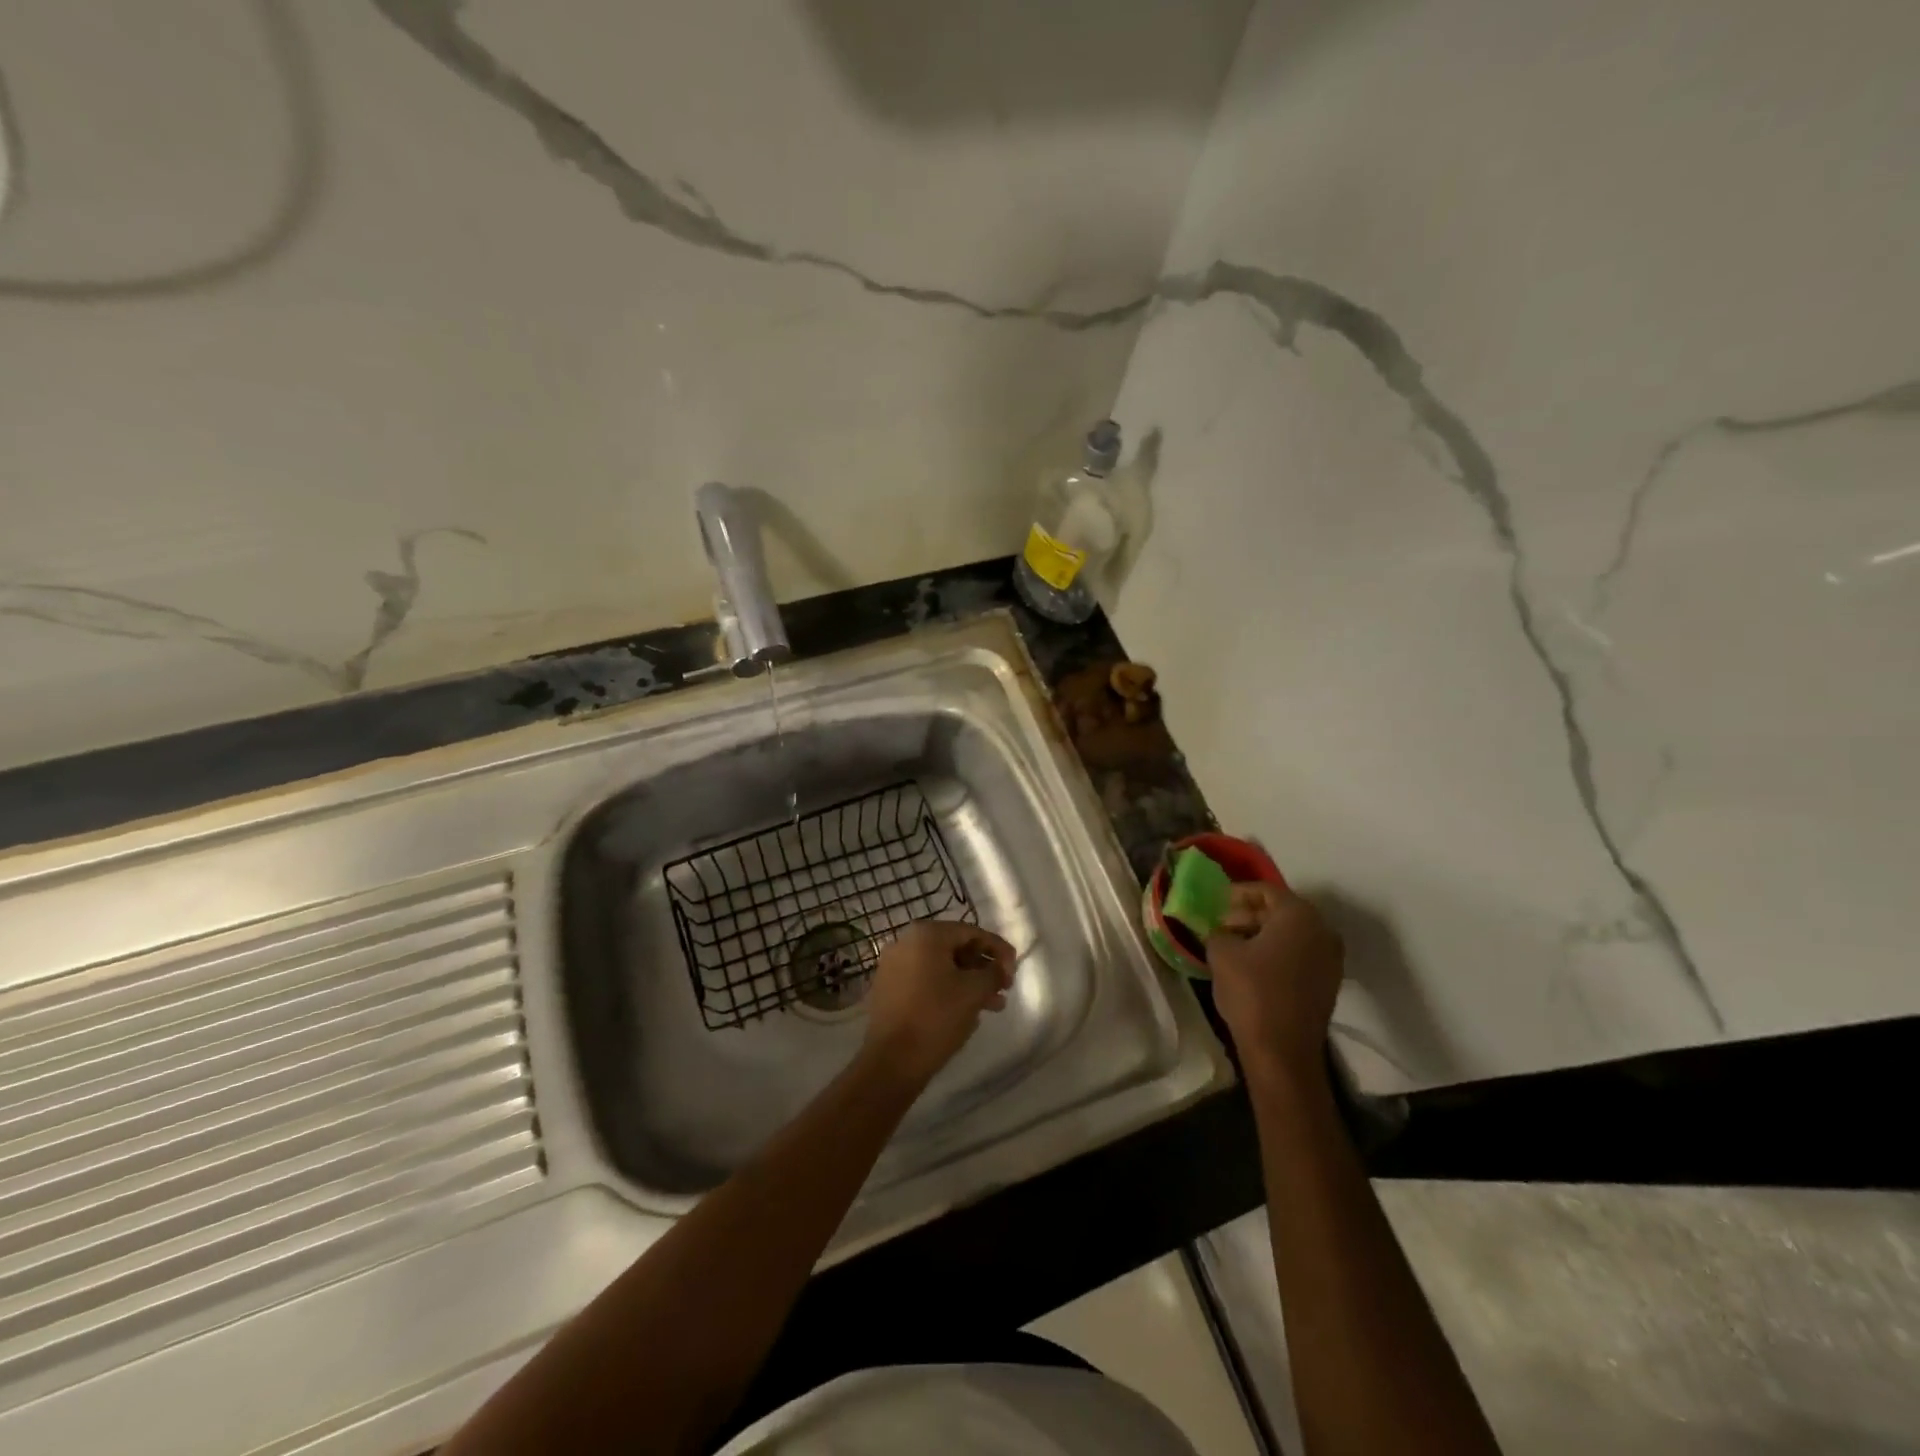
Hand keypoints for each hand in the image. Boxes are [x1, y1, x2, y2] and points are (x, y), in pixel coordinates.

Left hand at [864, 920, 1016, 1084]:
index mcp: (925, 934)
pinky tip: (966, 1011)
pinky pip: (925, 981)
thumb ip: (993, 973)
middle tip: (1004, 988)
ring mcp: (893, 965)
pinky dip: (947, 990)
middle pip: (955, 948)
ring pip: (941, 967)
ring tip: (993, 1006)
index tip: (1014, 970)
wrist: (891, 1061)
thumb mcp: (974, 992)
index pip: (971, 932)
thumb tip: (1000, 967)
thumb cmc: (936, 1017)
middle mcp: (905, 942)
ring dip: (969, 982)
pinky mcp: (888, 988)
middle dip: (983, 968)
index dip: (998, 950)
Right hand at [1204, 883, 1342, 1082]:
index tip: (1214, 901)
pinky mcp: (1328, 983)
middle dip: (1249, 914)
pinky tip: (1251, 964)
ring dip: (1262, 934)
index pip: (1265, 890)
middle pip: (1281, 911)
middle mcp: (1322, 931)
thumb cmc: (1251, 991)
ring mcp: (1330, 959)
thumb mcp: (1221, 952)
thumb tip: (1220, 931)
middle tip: (1220, 923)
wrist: (1283, 1050)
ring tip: (1232, 943)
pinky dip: (1276, 952)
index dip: (1237, 893)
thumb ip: (1218, 931)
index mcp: (1299, 915)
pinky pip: (1299, 954)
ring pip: (1291, 934)